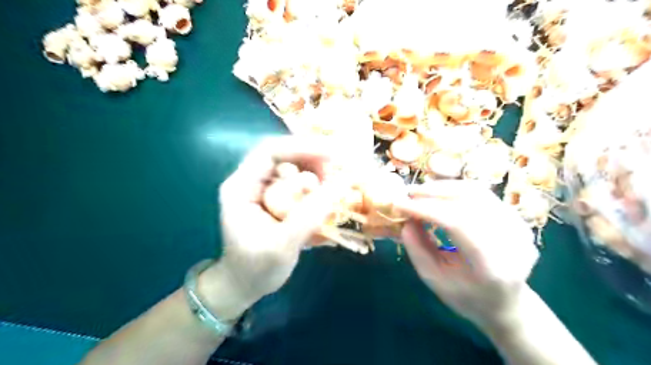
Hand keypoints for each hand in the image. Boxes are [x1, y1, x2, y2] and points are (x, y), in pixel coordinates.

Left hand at [201, 136, 345, 318]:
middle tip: (337, 175)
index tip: (334, 154)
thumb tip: (343, 183)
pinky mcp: (276, 198)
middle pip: (285, 155)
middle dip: (314, 161)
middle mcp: (251, 181)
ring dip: (317, 173)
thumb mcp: (283, 245)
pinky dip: (317, 186)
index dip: (303, 147)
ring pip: (295, 167)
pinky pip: (299, 182)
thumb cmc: (256, 268)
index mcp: (241, 187)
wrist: (244, 285)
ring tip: (335, 188)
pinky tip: (328, 196)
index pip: (270, 151)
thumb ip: (311, 215)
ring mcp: (264, 189)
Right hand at [396, 181, 539, 329]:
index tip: (399, 204)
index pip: (458, 224)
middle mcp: (512, 243)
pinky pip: (483, 195)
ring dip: (445, 188)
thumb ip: (417, 249)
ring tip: (421, 192)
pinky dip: (457, 190)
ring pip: (478, 193)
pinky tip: (440, 194)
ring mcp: (520, 228)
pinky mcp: (518, 219)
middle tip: (408, 193)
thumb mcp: (434, 279)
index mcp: (491, 267)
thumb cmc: (466, 297)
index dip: (426, 209)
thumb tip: (405, 219)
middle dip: (434, 194)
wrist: (506, 304)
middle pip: (470, 202)